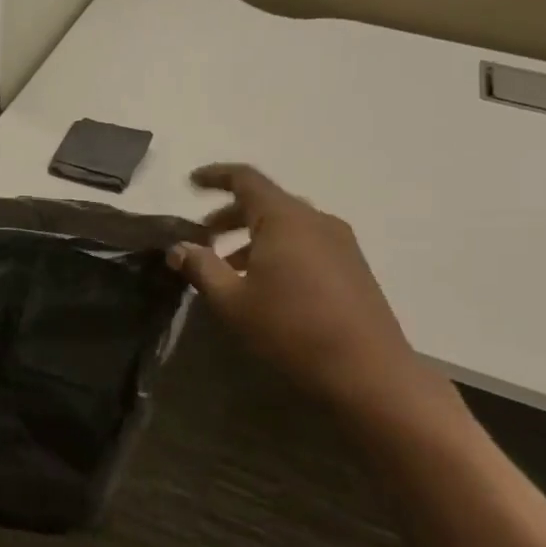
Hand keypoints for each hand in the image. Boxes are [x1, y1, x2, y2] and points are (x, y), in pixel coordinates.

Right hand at [168, 164, 423, 406]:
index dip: (215, 176)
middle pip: (266, 202)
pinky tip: (265, 282)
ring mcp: (340, 242)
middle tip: (203, 235)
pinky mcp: (352, 265)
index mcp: (285, 218)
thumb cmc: (291, 329)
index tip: (190, 183)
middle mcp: (315, 220)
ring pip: (287, 224)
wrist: (367, 370)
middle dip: (230, 214)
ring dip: (253, 236)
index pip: (246, 179)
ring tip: (229, 266)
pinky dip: (278, 249)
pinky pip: (306, 242)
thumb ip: (201, 267)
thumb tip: (178, 247)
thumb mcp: (233, 301)